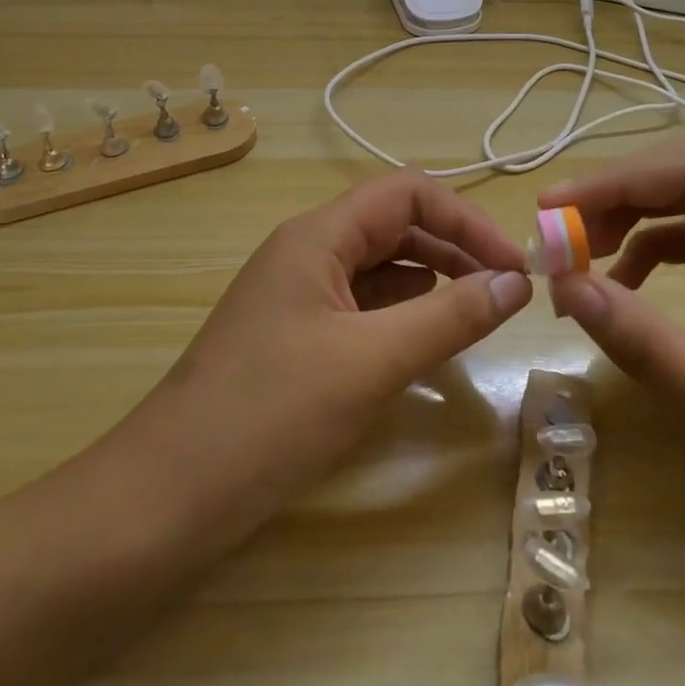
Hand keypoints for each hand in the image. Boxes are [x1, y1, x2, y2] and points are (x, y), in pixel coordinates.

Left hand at [112, 170, 532, 548]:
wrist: (168, 493)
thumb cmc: (270, 415)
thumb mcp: (371, 362)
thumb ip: (449, 316)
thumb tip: (516, 281)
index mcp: (317, 236)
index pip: (406, 192)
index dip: (465, 219)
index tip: (513, 266)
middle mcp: (306, 251)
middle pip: (393, 224)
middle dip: (453, 247)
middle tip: (506, 291)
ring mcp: (297, 293)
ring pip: (378, 265)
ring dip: (430, 279)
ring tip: (476, 311)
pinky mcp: (294, 334)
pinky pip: (360, 304)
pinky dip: (401, 312)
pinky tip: (424, 338)